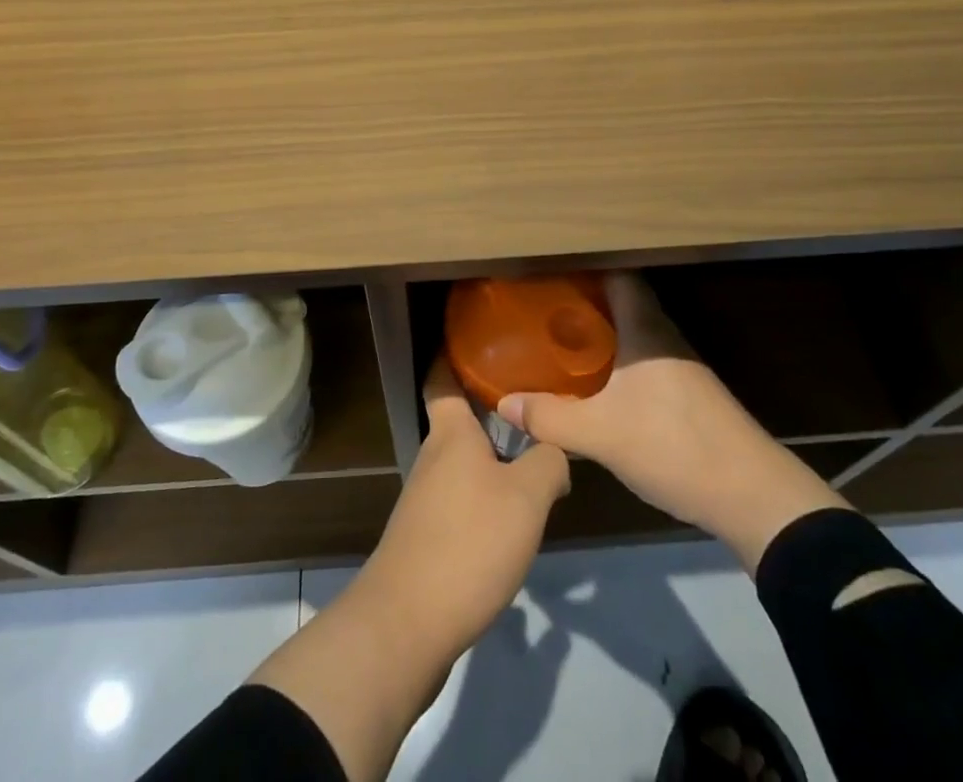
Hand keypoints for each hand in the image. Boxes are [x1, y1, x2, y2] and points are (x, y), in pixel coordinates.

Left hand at [249, 360, 568, 781]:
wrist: (408, 623)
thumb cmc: (468, 541)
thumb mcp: (526, 497)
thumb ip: (548, 462)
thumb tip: (555, 452)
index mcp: (451, 434)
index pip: (442, 378)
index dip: (453, 354)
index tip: (475, 338)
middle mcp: (433, 457)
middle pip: (459, 421)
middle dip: (490, 410)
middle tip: (533, 400)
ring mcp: (426, 499)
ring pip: (464, 463)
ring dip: (492, 457)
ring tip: (534, 456)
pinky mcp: (427, 538)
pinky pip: (462, 500)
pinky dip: (486, 496)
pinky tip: (513, 515)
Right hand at [498, 272, 847, 568]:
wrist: (754, 497)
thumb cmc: (674, 446)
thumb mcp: (602, 434)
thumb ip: (550, 418)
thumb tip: (503, 404)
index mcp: (646, 328)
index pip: (617, 275)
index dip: (585, 267)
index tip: (549, 270)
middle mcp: (664, 337)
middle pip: (622, 302)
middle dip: (583, 301)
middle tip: (542, 307)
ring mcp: (681, 367)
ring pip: (633, 334)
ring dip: (601, 334)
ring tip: (559, 341)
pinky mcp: (689, 396)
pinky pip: (642, 361)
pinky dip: (616, 361)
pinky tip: (595, 384)